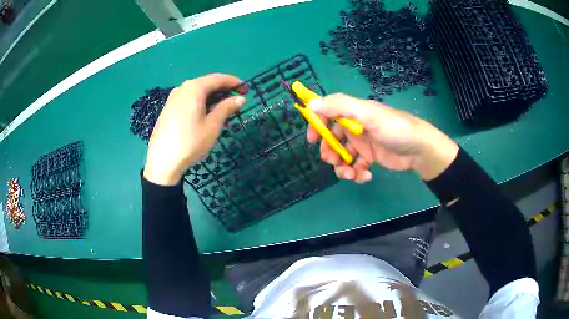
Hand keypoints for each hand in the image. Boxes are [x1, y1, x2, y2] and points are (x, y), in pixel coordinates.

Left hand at [143, 74, 246, 185]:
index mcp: (194, 88)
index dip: (234, 83)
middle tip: (237, 101)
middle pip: (207, 83)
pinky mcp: (169, 108)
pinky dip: (201, 102)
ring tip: (224, 109)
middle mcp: (183, 88)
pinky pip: (189, 99)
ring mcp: (173, 98)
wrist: (162, 162)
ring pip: (197, 91)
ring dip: (213, 97)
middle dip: (224, 90)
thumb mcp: (212, 125)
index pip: (218, 78)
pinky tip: (206, 114)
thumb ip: (226, 108)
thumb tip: (240, 98)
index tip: (247, 90)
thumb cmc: (190, 142)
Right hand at [307, 94, 458, 182]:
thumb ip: (340, 106)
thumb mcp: (368, 114)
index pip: (327, 114)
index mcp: (353, 113)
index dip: (317, 125)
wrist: (419, 149)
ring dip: (343, 167)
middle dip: (330, 152)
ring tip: (352, 175)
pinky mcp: (370, 158)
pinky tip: (366, 176)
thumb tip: (311, 103)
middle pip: (332, 139)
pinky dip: (357, 173)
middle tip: (334, 162)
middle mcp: (355, 127)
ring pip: (342, 156)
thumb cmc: (394, 128)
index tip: (311, 139)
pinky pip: (356, 166)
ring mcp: (363, 144)